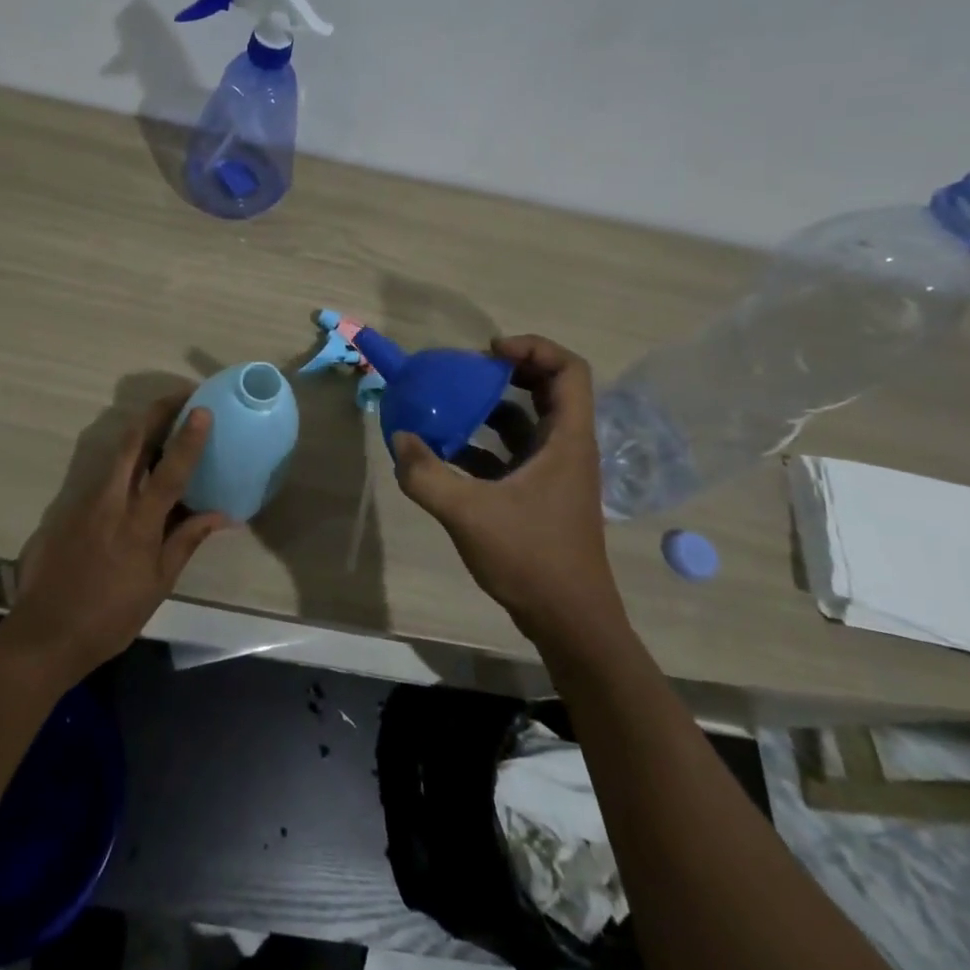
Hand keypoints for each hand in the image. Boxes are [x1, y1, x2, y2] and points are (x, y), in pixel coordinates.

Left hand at [5, 394, 231, 682]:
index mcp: (138, 523)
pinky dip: (125, 459)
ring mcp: (84, 500)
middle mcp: (110, 501)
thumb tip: (222, 515)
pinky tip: (138, 467)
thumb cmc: (110, 616)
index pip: (169, 471)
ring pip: (115, 452)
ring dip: (141, 430)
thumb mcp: (158, 584)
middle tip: (182, 397)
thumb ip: (186, 541)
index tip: (202, 409)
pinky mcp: (67, 507)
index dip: (188, 438)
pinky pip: (103, 473)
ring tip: (166, 424)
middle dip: (157, 411)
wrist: (45, 634)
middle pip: (132, 441)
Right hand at [392, 336, 629, 661]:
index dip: (534, 347)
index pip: (569, 370)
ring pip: (529, 421)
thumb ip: (427, 475)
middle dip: (508, 372)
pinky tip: (448, 453)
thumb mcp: (469, 513)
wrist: (569, 621)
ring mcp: (555, 472)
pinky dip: (485, 443)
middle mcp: (567, 448)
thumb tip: (400, 439)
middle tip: (467, 372)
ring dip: (492, 408)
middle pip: (549, 388)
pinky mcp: (541, 494)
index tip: (489, 352)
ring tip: (451, 405)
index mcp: (567, 440)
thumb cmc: (531, 558)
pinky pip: (514, 452)